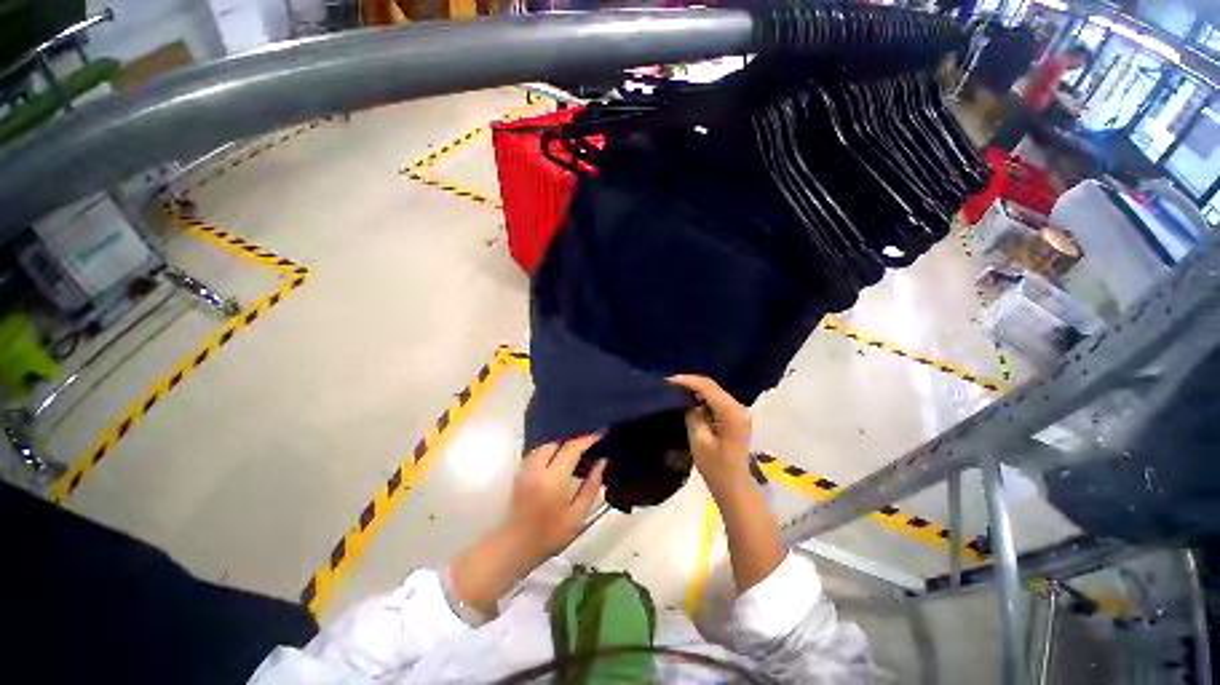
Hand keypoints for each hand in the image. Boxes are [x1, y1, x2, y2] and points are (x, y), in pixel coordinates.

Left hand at [450, 434, 605, 617]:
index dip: (587, 438)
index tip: (601, 432)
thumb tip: (602, 462)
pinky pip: (538, 449)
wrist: (515, 546)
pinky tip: (561, 451)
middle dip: (574, 437)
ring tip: (578, 443)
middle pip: (557, 440)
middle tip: (591, 437)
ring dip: (562, 440)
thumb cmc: (550, 534)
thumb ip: (591, 486)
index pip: (572, 448)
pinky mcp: (521, 471)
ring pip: (546, 443)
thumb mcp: (577, 515)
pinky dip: (551, 446)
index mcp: (553, 479)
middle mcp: (537, 468)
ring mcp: (526, 468)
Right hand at [668, 374, 752, 499]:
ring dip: (696, 390)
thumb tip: (686, 401)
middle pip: (712, 387)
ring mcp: (738, 412)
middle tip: (669, 385)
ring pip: (714, 392)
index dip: (687, 381)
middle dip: (690, 383)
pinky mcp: (734, 418)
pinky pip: (716, 401)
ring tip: (676, 391)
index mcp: (731, 412)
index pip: (707, 387)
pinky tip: (689, 401)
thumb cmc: (716, 467)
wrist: (734, 487)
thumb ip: (692, 415)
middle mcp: (738, 407)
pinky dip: (702, 399)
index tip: (668, 381)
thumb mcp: (699, 440)